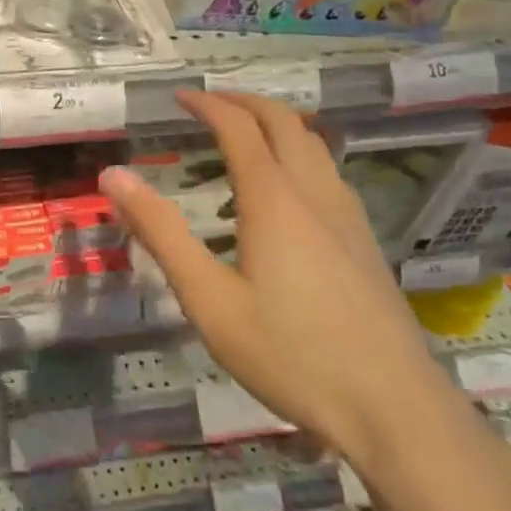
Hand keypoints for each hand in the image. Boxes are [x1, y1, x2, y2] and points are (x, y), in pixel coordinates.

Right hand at [99, 91, 461, 468]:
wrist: (398, 412)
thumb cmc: (292, 355)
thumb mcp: (209, 300)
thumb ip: (161, 233)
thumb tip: (113, 176)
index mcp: (273, 199)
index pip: (238, 127)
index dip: (207, 104)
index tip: (178, 97)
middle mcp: (314, 193)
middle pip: (283, 121)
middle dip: (243, 101)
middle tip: (208, 104)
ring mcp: (347, 216)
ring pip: (312, 143)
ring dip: (274, 124)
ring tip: (241, 138)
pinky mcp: (365, 242)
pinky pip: (327, 171)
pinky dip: (296, 153)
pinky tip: (283, 193)